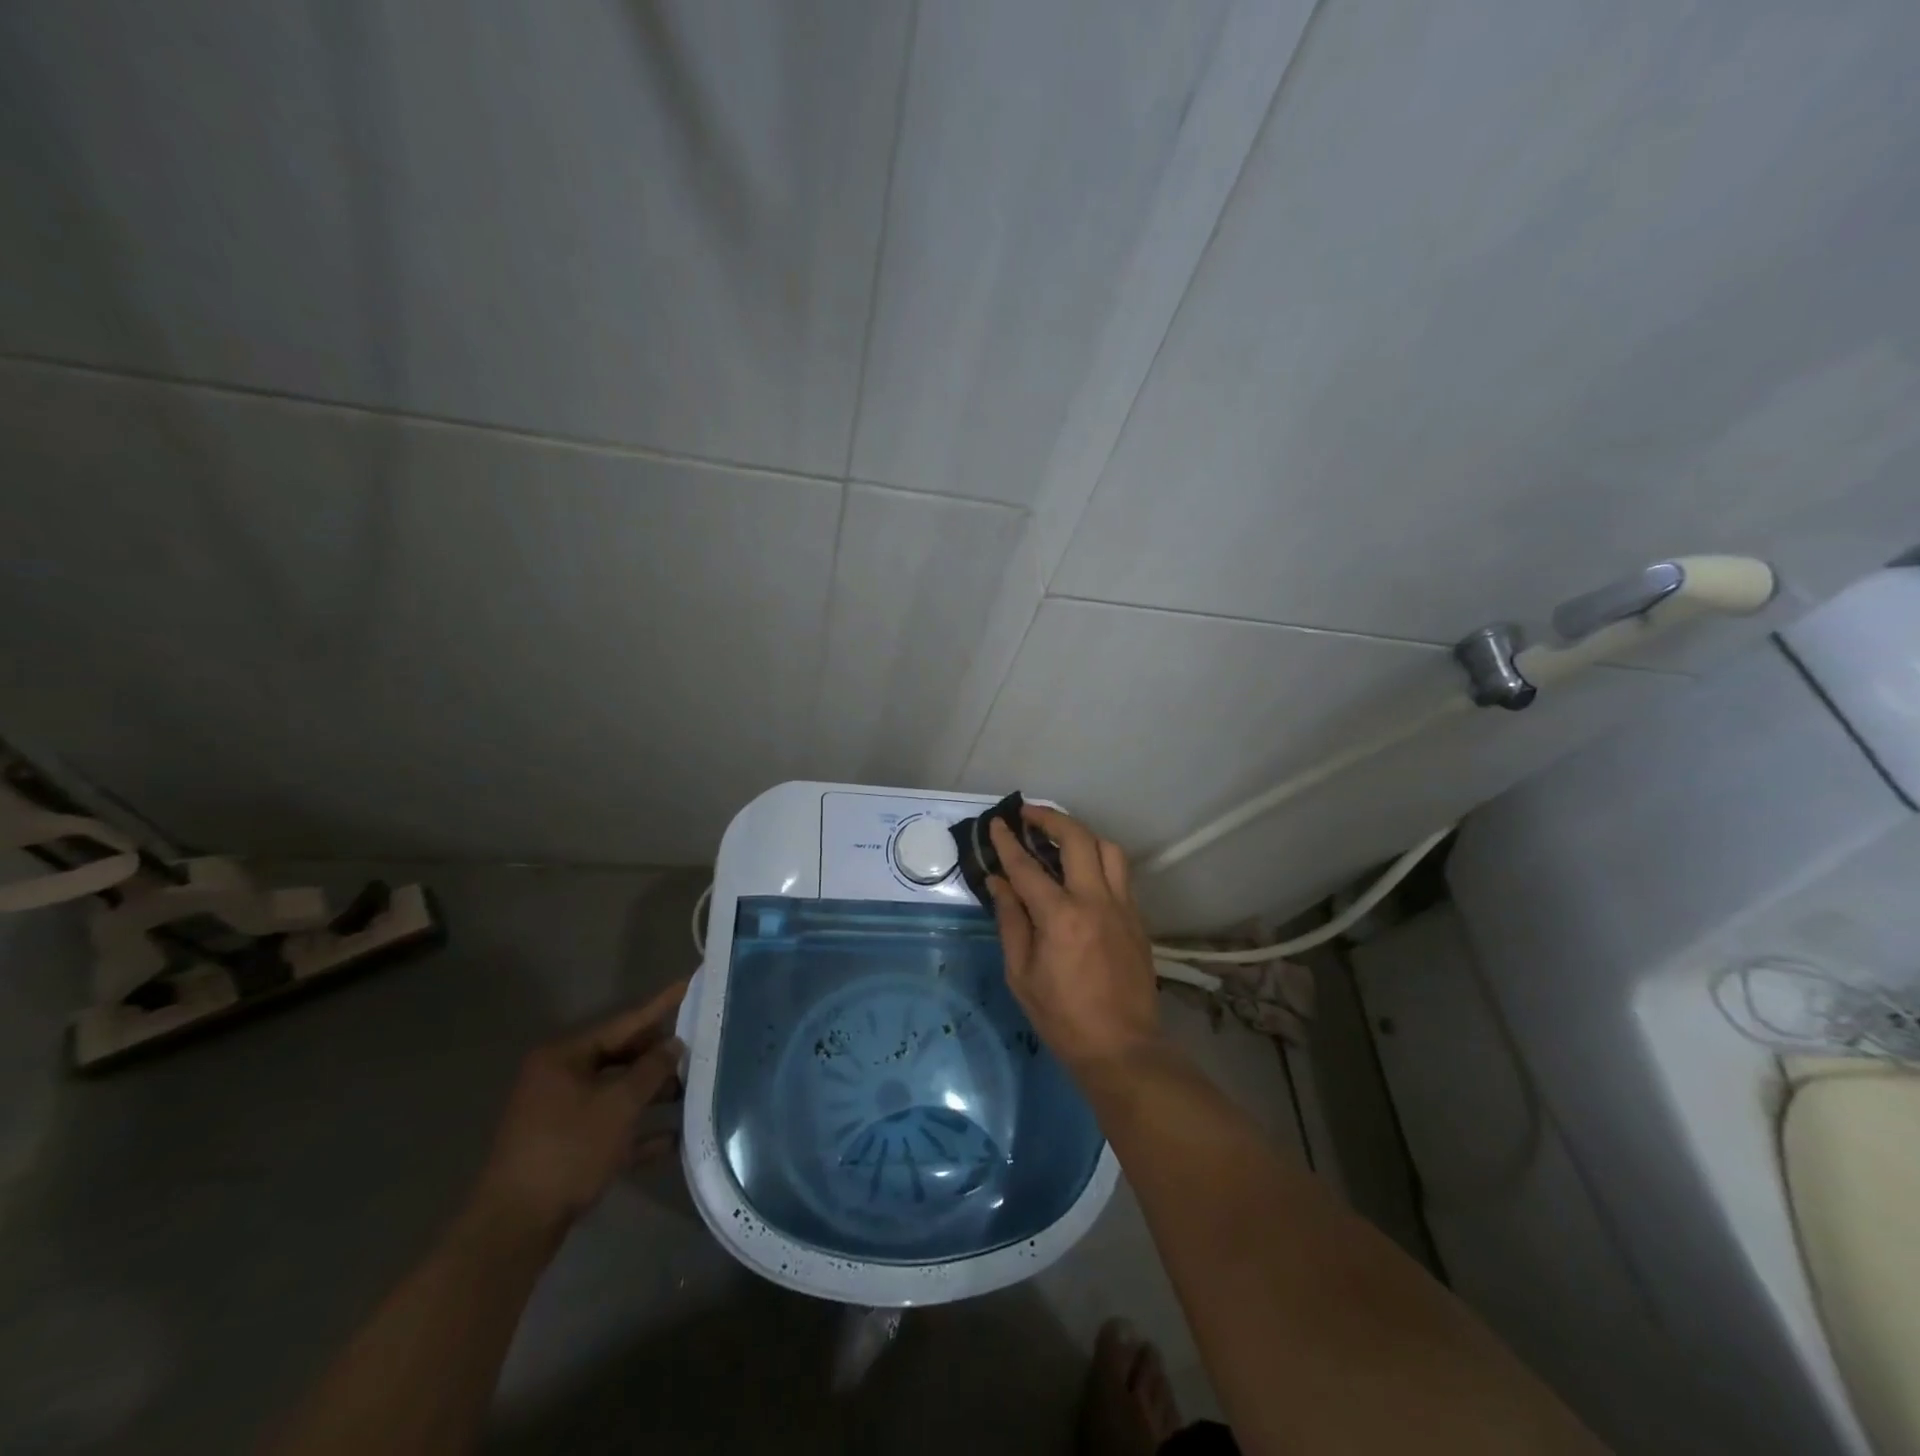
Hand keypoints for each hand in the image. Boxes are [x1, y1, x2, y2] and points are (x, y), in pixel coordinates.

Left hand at [472, 981, 686, 1240]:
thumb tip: (674, 1044)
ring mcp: (559, 1116)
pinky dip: (637, 1132)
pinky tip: (673, 1139)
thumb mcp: (619, 1104)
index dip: (660, 1006)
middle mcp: (559, 1079)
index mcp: (564, 1057)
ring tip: (693, 1092)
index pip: (624, 1023)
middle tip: (700, 1047)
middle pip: (620, 1058)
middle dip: (659, 1058)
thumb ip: (652, 1069)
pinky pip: (609, 1129)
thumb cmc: (569, 1150)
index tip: (689, 984)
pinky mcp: (564, 1150)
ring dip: (652, 1096)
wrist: (515, 1228)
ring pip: (616, 1094)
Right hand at [987, 807, 1163, 1078]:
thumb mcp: (1021, 974)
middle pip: (1078, 839)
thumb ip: (1010, 921)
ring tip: (1059, 837)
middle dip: (1051, 819)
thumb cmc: (1062, 1017)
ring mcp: (1122, 907)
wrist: (1122, 1047)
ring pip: (1108, 849)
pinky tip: (1083, 870)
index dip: (1008, 843)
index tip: (997, 823)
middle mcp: (1096, 901)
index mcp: (1061, 917)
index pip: (1028, 867)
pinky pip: (1120, 874)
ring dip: (1082, 834)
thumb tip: (999, 882)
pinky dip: (1099, 860)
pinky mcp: (1137, 918)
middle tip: (1029, 815)